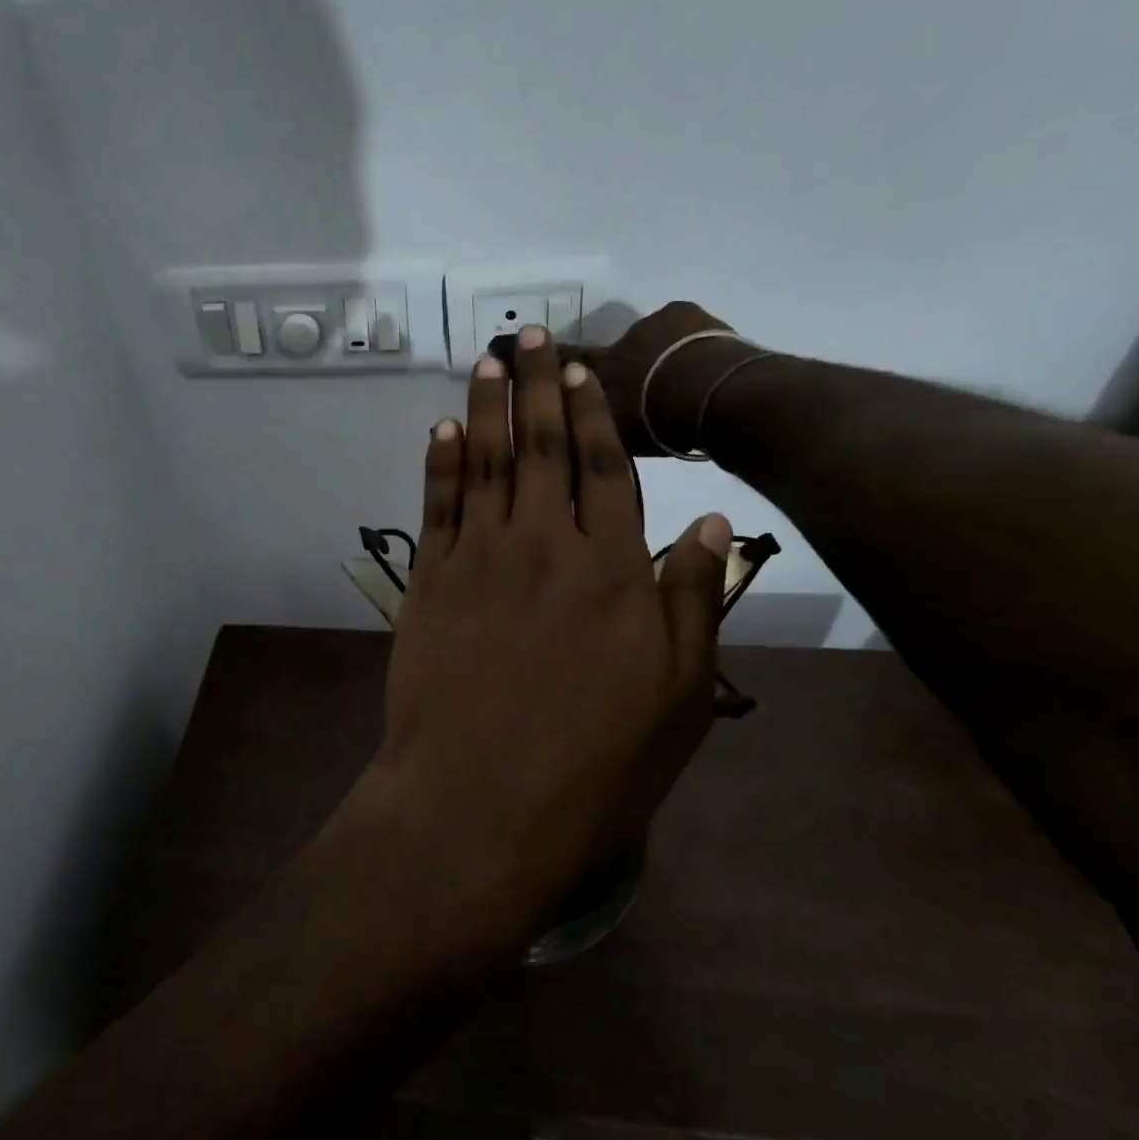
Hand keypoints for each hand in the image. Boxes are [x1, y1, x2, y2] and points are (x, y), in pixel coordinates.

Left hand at [336, 325, 732, 961]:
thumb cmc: (595, 765)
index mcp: (611, 570)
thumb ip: (691, 601)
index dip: (592, 413)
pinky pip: (437, 506)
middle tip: (528, 334)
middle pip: (542, 447)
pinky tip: (444, 428)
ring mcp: (479, 559)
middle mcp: (544, 546)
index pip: (604, 468)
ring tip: (489, 360)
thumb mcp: (678, 696)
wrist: (481, 804)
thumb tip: (708, 522)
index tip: (581, 370)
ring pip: (487, 463)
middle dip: (537, 385)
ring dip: (488, 406)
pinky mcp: (430, 583)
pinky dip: (442, 462)